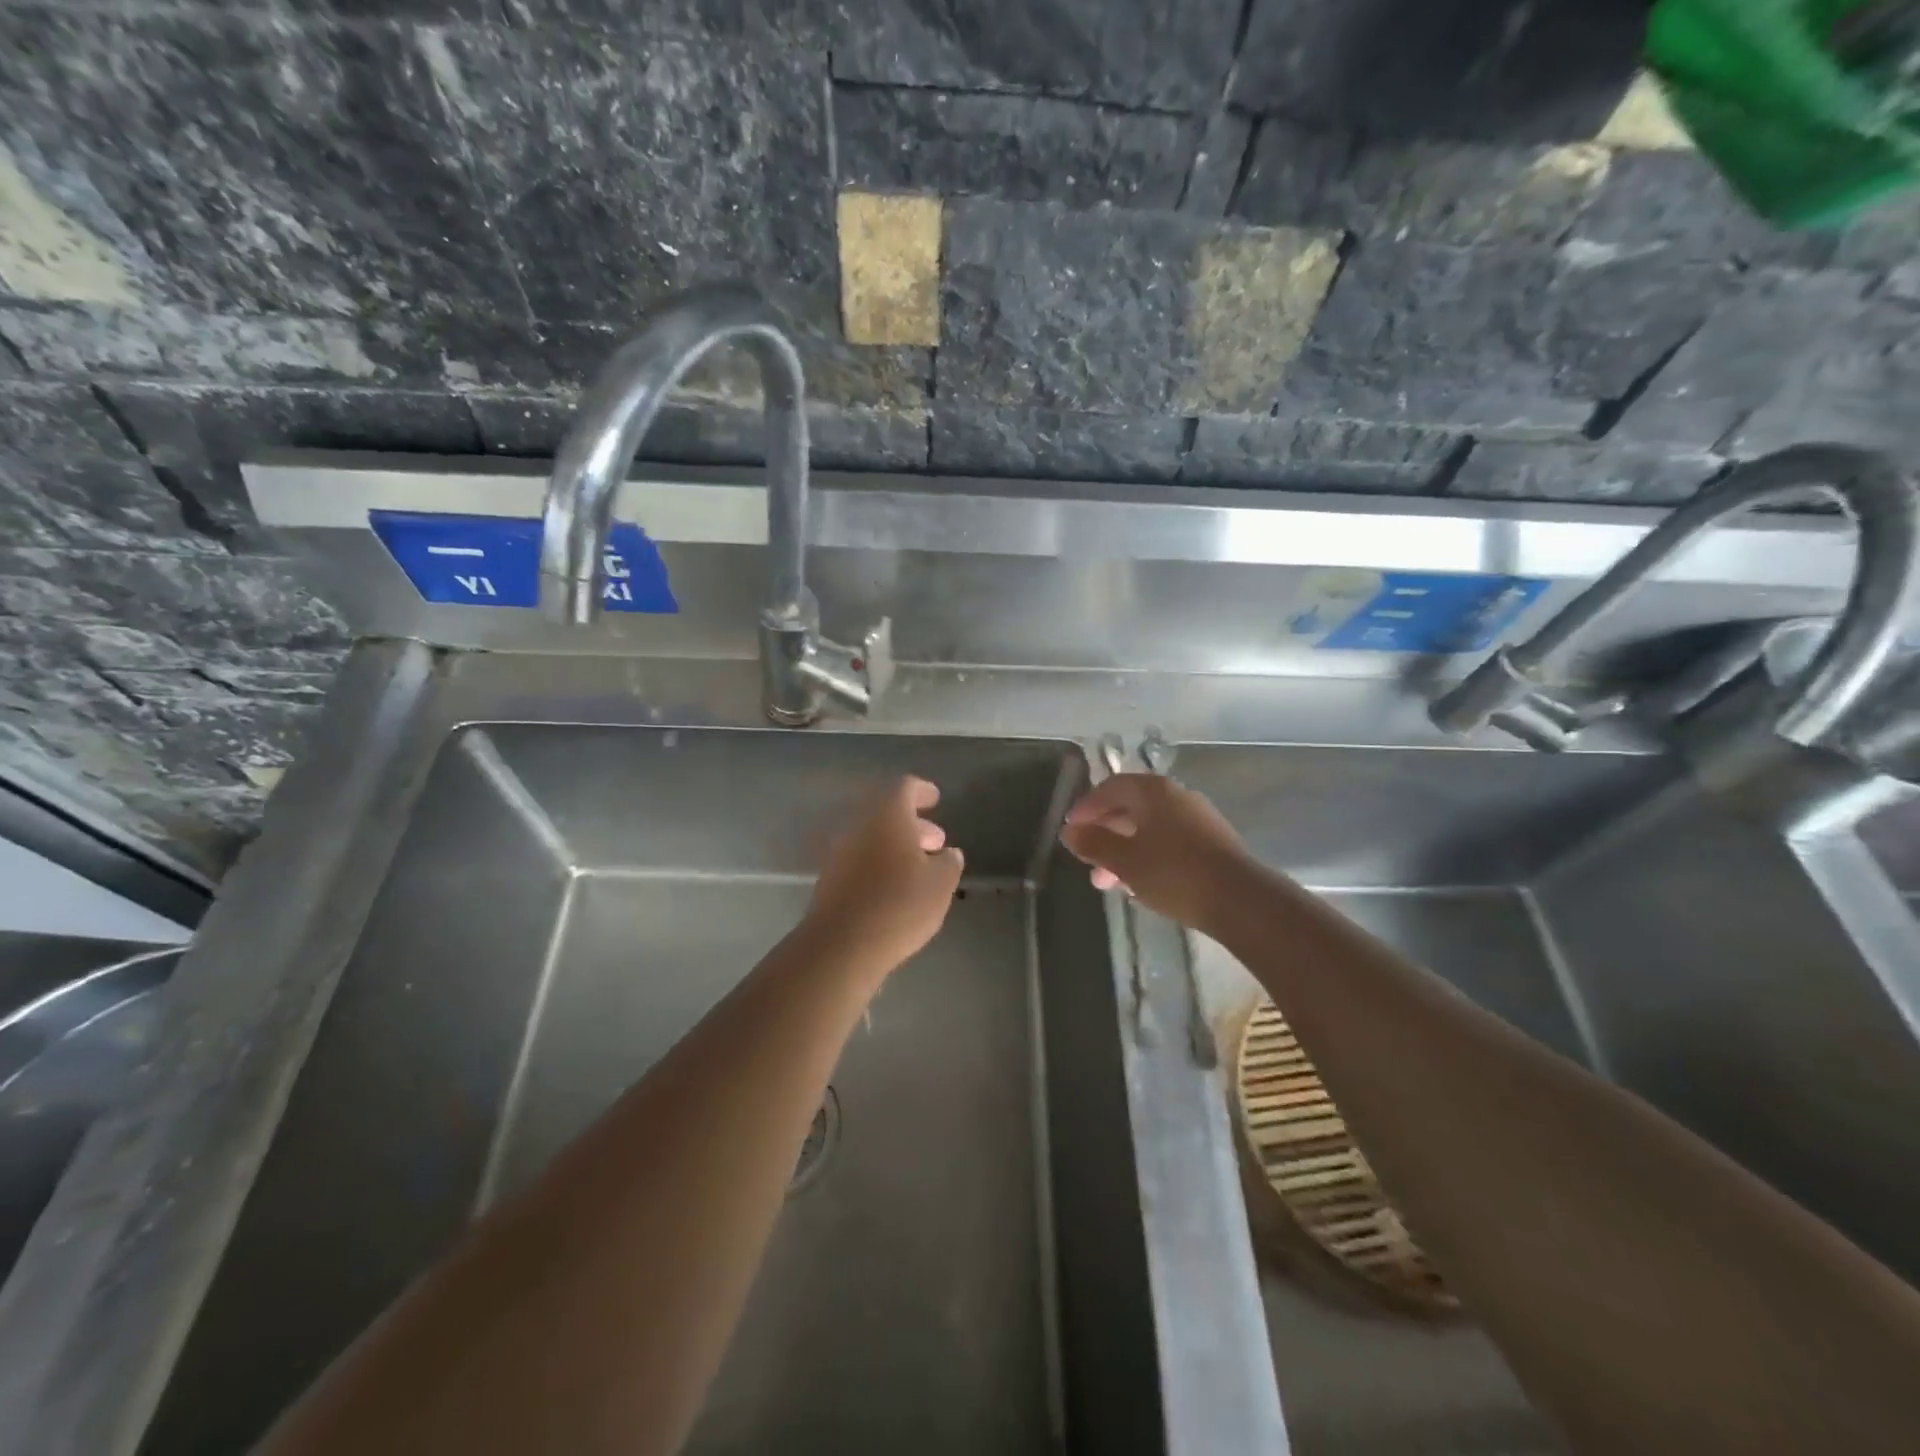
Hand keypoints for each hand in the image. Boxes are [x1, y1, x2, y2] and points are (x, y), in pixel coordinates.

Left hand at [801, 776, 963, 978]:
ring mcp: (839, 854)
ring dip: (896, 847)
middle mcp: (859, 827)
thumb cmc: (899, 905)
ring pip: (872, 839)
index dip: (922, 791)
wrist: (842, 945)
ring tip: (920, 869)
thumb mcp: (940, 885)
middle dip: (913, 825)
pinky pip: (860, 861)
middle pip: (887, 814)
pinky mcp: (829, 880)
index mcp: (887, 817)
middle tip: (936, 842)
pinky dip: (879, 865)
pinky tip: (895, 889)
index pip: (905, 788)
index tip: (935, 799)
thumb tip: (949, 854)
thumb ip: (949, 863)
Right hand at [1061, 773, 1263, 934]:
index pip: (1111, 787)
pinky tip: (1140, 885)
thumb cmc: (1174, 873)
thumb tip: (1070, 832)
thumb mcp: (1124, 861)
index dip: (1087, 806)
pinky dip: (1147, 857)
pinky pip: (1168, 842)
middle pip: (1131, 807)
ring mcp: (1198, 819)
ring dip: (1124, 851)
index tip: (1071, 829)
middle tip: (1086, 861)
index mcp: (1153, 791)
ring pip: (1149, 829)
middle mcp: (1176, 796)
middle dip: (1104, 834)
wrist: (1240, 901)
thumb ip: (1094, 844)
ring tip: (1108, 883)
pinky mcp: (1211, 844)